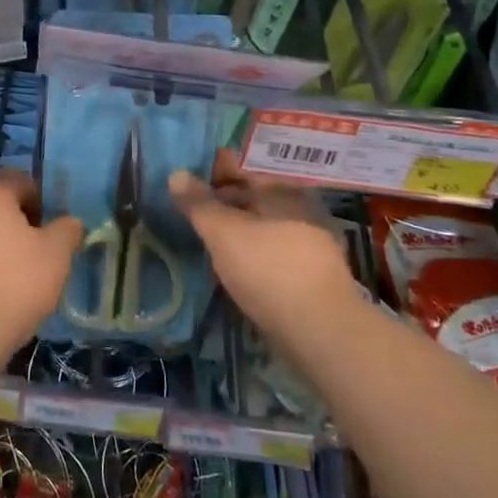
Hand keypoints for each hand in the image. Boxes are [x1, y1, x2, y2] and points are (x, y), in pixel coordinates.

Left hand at [0, 170, 82, 353]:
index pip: (16, 179)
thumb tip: (70, 222)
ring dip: (6, 249)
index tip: (54, 221)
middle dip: (23, 224)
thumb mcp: (56, 254)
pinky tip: (6, 295)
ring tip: (29, 277)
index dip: (39, 194)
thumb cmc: (16, 281)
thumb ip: (67, 231)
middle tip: (46, 250)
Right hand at [169, 150, 361, 343]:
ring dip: (237, 229)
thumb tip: (176, 173)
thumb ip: (198, 203)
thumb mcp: (223, 232)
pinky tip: (234, 268)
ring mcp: (310, 241)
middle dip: (223, 201)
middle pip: (254, 194)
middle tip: (192, 212)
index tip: (187, 183)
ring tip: (208, 241)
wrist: (321, 331)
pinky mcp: (312, 273)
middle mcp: (301, 207)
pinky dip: (252, 252)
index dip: (213, 170)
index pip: (242, 165)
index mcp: (282, 188)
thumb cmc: (268, 269)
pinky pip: (273, 250)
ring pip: (264, 224)